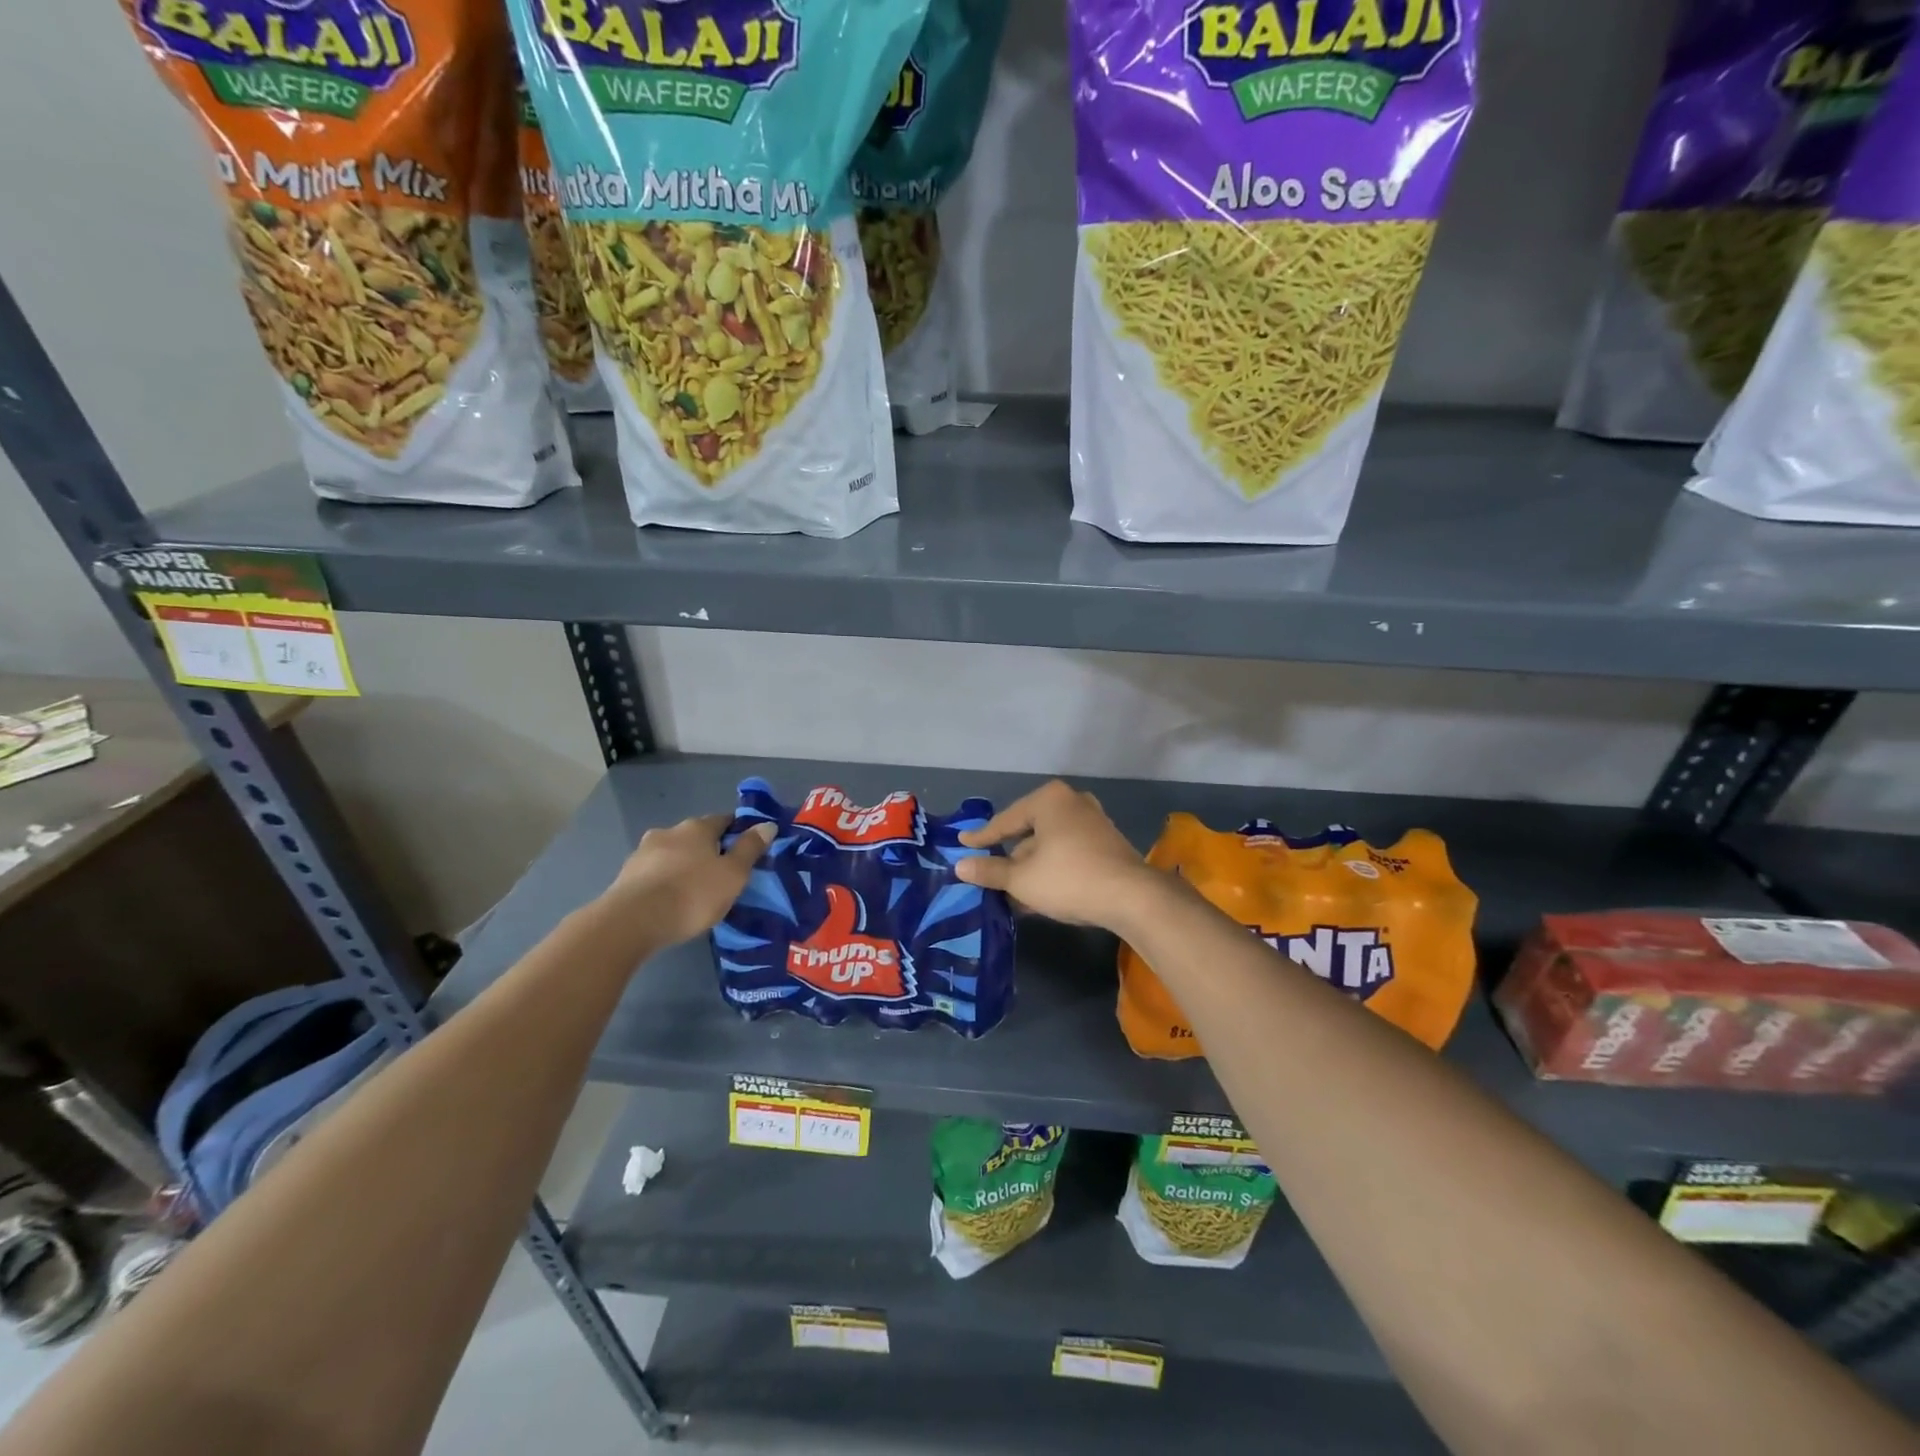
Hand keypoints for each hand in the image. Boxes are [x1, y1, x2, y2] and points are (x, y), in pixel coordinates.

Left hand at [604, 813, 774, 947]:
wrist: (632, 921)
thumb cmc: (692, 894)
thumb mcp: (733, 874)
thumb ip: (750, 849)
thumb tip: (767, 824)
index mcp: (697, 828)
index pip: (723, 820)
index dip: (737, 831)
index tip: (746, 848)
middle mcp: (668, 832)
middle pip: (695, 836)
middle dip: (708, 850)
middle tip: (720, 874)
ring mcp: (643, 852)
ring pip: (672, 854)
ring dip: (683, 865)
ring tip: (693, 891)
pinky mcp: (625, 876)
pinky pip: (654, 873)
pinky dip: (664, 881)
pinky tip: (670, 900)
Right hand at [955, 780, 1160, 931]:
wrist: (1132, 897)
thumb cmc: (1068, 878)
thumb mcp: (1021, 878)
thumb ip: (990, 871)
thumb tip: (960, 866)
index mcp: (1049, 800)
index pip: (1006, 820)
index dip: (982, 837)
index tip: (962, 843)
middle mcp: (1072, 802)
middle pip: (1029, 832)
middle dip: (1010, 857)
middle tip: (987, 873)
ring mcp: (1093, 822)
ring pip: (1049, 846)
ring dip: (1030, 869)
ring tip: (1010, 893)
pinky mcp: (1107, 844)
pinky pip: (1068, 853)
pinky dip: (1051, 870)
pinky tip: (1038, 895)